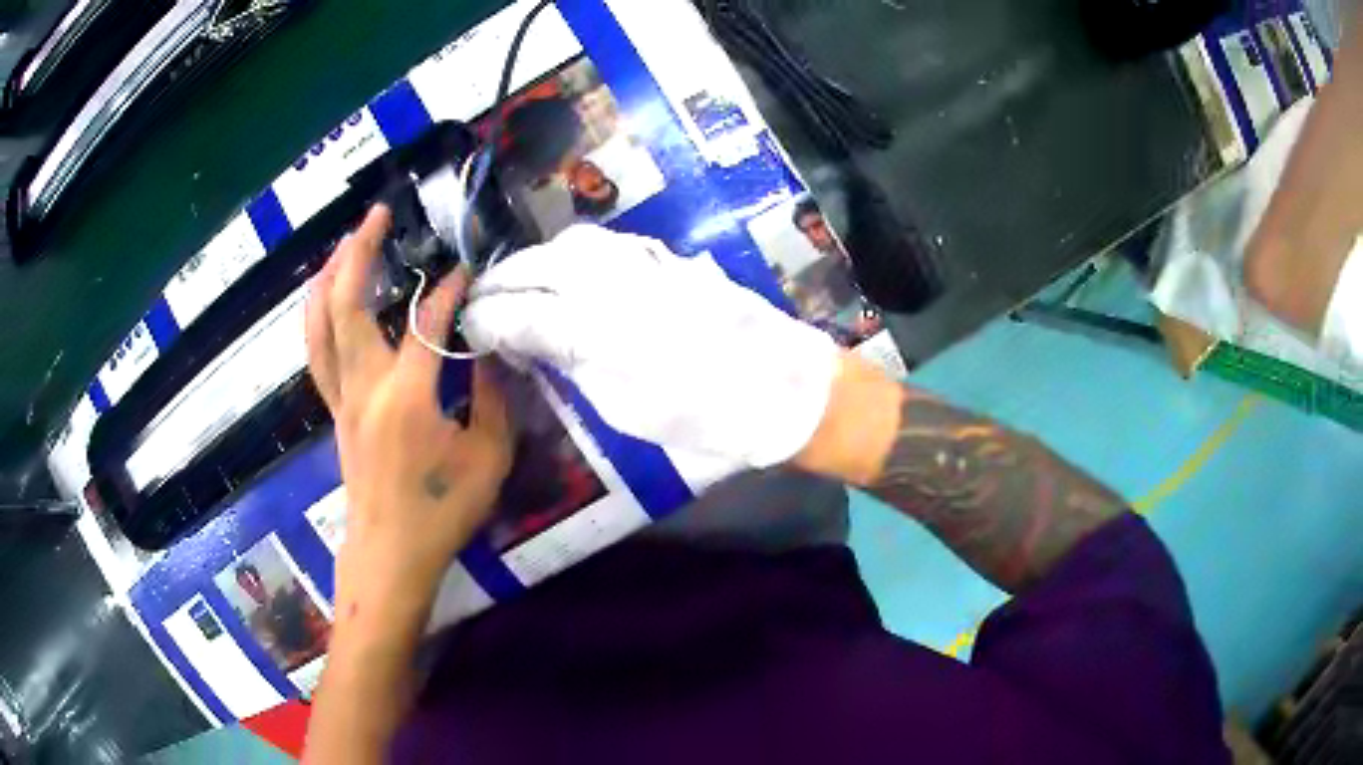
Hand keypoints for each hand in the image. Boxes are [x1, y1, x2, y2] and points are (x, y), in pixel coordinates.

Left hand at [306, 205, 512, 616]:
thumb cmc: (441, 513)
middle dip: (360, 251)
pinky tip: (325, 300)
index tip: (469, 268)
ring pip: (321, 324)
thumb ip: (493, 396)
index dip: (449, 288)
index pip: (425, 322)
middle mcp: (364, 386)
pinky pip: (318, 351)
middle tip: (377, 215)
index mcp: (406, 397)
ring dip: (329, 277)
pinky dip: (319, 315)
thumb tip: (489, 348)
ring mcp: (342, 398)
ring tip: (343, 244)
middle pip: (348, 304)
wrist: (390, 555)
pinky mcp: (334, 411)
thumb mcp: (488, 458)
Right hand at [462, 224, 839, 467]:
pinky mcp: (666, 256)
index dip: (486, 320)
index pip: (520, 313)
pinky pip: (603, 243)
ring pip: (568, 245)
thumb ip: (571, 366)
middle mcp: (613, 281)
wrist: (784, 388)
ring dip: (533, 262)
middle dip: (500, 282)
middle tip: (479, 302)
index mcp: (598, 328)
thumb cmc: (706, 417)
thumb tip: (529, 344)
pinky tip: (565, 270)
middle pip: (536, 267)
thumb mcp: (626, 408)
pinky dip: (571, 253)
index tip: (466, 329)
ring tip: (515, 284)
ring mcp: (643, 261)